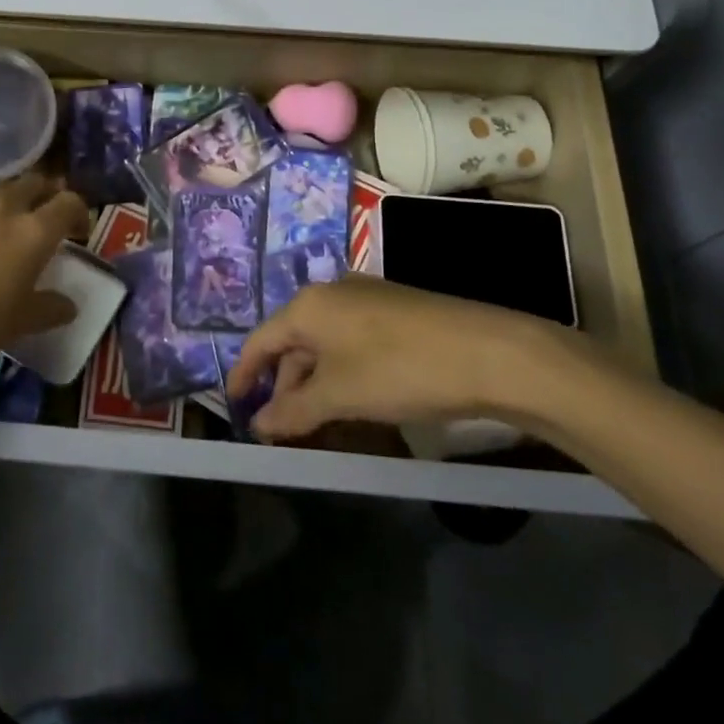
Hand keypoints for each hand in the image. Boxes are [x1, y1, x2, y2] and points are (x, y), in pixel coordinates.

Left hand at [0, 175, 90, 386]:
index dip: (79, 212)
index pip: (69, 203)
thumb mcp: (12, 328)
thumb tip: (69, 304)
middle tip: (40, 222)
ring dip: (0, 207)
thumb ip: (47, 309)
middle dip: (42, 197)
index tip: (78, 230)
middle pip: (32, 183)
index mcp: (30, 232)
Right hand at [224, 275, 589, 441]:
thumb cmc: (398, 369)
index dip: (244, 375)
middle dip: (284, 386)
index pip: (260, 340)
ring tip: (319, 424)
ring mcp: (366, 299)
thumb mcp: (340, 395)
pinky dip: (343, 374)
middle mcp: (331, 293)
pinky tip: (356, 403)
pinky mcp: (395, 312)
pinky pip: (352, 343)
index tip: (235, 407)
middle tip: (282, 430)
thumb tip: (258, 424)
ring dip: (315, 384)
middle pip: (293, 342)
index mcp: (308, 305)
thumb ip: (294, 410)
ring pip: (325, 344)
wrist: (487, 352)